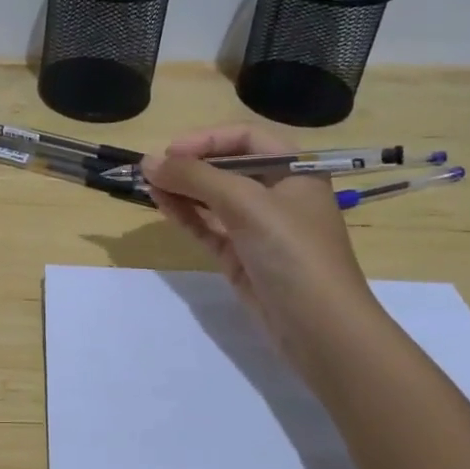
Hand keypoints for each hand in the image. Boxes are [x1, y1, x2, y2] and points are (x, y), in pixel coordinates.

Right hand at [142, 125, 374, 351]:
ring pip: (214, 199)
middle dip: (190, 166)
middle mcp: (277, 194)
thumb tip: (149, 162)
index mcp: (294, 171)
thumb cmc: (293, 252)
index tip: (171, 152)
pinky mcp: (242, 257)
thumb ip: (196, 179)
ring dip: (183, 189)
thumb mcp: (247, 205)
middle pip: (227, 167)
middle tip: (153, 170)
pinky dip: (186, 215)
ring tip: (149, 186)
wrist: (320, 329)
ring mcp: (259, 228)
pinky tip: (162, 205)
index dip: (207, 140)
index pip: (246, 138)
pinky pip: (209, 227)